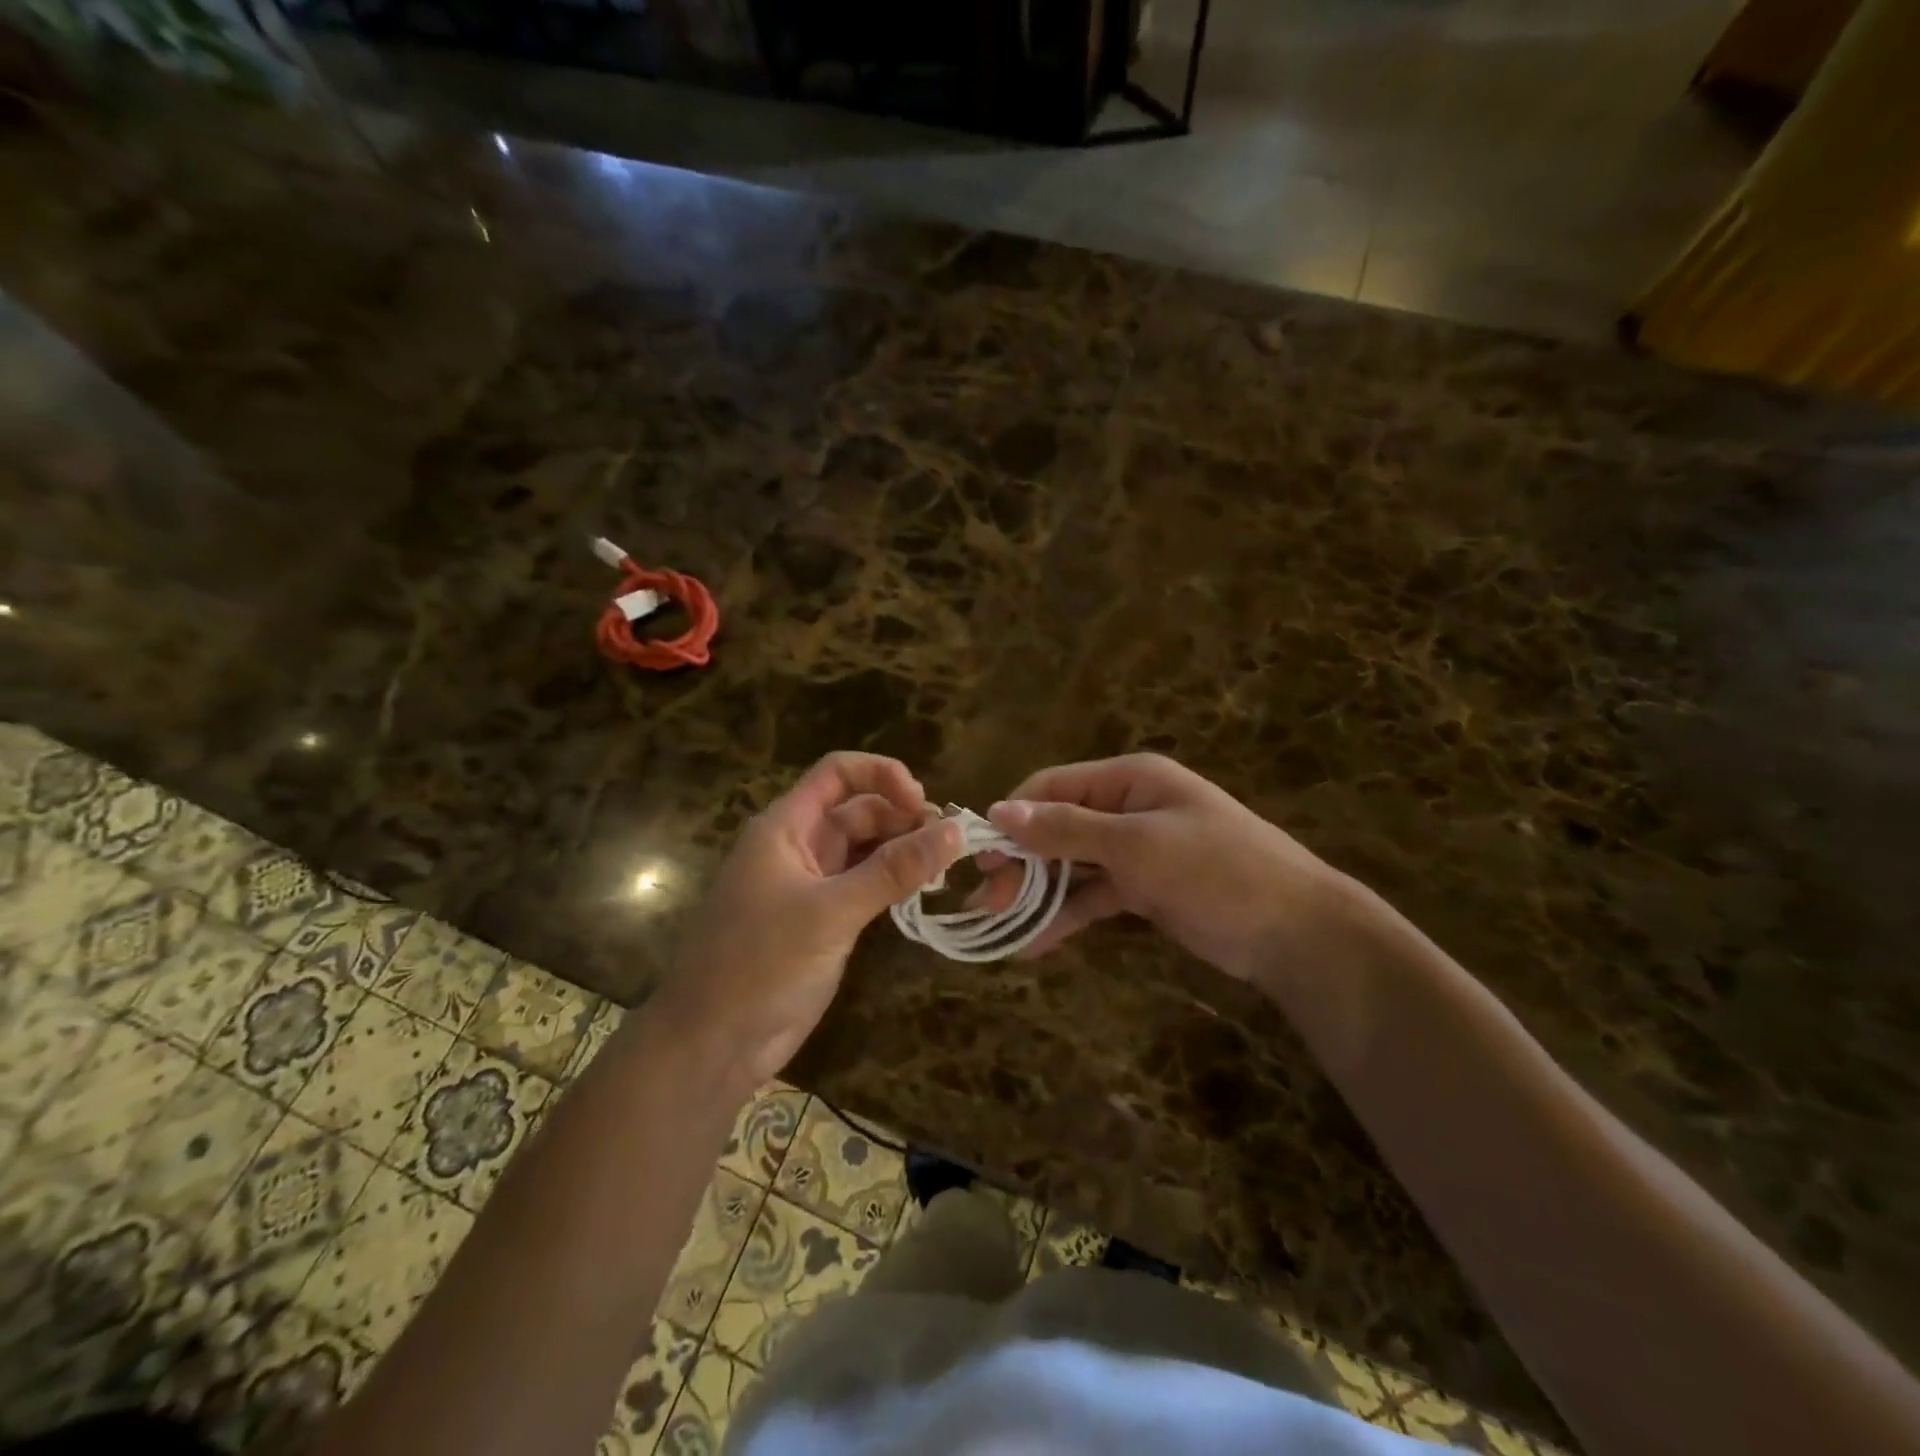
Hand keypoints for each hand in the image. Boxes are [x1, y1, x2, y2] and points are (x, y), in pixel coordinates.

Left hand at [657, 752, 964, 1085]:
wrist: (710, 1046)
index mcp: (785, 827)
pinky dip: (893, 883)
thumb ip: (892, 871)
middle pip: (858, 810)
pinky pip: (864, 885)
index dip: (883, 775)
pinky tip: (923, 894)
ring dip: (903, 851)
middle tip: (950, 845)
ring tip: (944, 869)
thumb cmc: (760, 966)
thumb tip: (954, 831)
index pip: (838, 773)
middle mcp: (798, 847)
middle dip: (903, 818)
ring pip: (865, 849)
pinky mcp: (821, 921)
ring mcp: (810, 885)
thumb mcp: (830, 912)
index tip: (923, 804)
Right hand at [976, 753, 1361, 983]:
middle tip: (988, 903)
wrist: (1297, 932)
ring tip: (1000, 925)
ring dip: (1037, 892)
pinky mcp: (1144, 889)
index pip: (1052, 787)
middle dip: (1021, 862)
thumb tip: (999, 811)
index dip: (1013, 818)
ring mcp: (1136, 850)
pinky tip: (1034, 944)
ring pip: (1071, 865)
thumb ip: (1067, 830)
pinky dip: (1066, 916)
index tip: (979, 858)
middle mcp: (1127, 807)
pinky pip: (1093, 896)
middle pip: (1056, 827)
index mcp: (1128, 779)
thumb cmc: (1218, 871)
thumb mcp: (1138, 845)